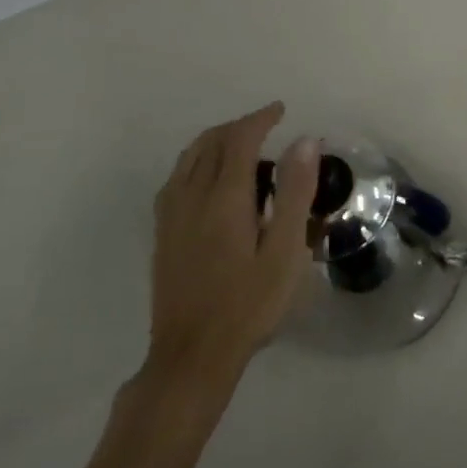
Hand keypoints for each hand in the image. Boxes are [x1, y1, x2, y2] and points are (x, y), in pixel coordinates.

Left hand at [144, 103, 318, 398]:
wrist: (192, 356)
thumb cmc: (249, 305)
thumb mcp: (285, 251)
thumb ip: (295, 193)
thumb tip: (304, 141)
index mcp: (225, 198)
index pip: (239, 140)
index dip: (260, 119)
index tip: (280, 111)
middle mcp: (191, 197)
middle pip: (210, 143)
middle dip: (238, 126)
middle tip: (266, 126)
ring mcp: (171, 216)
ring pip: (188, 158)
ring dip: (215, 141)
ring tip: (240, 145)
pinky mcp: (162, 234)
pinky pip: (176, 178)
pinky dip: (196, 161)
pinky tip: (208, 179)